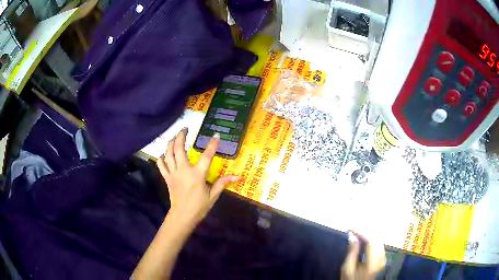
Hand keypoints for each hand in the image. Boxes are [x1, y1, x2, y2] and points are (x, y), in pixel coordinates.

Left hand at [157, 128, 237, 228]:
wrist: (182, 216)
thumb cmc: (199, 207)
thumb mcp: (213, 196)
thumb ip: (222, 183)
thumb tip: (237, 177)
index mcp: (197, 175)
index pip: (206, 156)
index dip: (212, 145)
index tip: (216, 135)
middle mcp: (184, 170)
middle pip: (179, 148)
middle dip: (180, 136)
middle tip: (185, 128)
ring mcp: (173, 173)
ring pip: (168, 153)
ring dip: (170, 142)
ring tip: (174, 136)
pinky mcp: (167, 178)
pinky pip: (161, 164)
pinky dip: (161, 157)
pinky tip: (163, 153)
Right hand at [341, 231, 385, 279]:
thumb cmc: (352, 279)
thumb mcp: (347, 269)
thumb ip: (351, 253)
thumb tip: (352, 237)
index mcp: (372, 262)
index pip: (371, 241)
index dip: (362, 232)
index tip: (351, 229)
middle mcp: (380, 259)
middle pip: (376, 239)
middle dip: (365, 232)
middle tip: (354, 230)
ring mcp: (383, 259)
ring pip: (379, 241)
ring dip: (369, 235)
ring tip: (358, 234)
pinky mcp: (383, 259)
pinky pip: (379, 245)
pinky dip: (372, 240)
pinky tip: (365, 241)